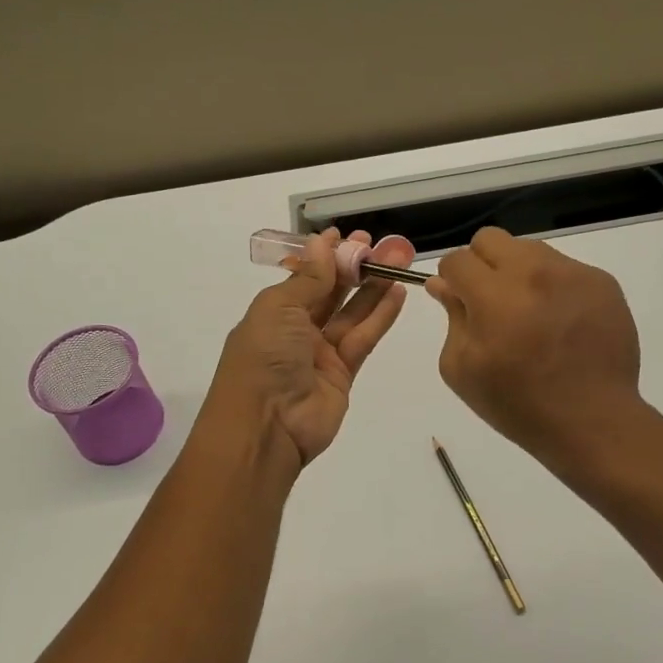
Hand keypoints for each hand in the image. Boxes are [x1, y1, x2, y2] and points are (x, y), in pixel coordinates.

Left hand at [205, 229, 416, 464]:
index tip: (348, 236)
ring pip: (352, 313)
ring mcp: (320, 353)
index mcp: (273, 311)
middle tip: (381, 245)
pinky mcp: (343, 374)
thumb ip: (309, 278)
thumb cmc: (264, 358)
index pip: (304, 276)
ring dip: (373, 287)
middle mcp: (296, 330)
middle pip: (331, 292)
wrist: (266, 427)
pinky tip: (398, 293)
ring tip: (398, 261)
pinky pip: (363, 338)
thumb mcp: (279, 309)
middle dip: (354, 267)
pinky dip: (380, 316)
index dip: (326, 256)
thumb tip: (323, 243)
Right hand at [427, 227, 644, 468]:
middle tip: (491, 301)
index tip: (460, 300)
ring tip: (530, 312)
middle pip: (490, 239)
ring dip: (518, 272)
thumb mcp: (463, 370)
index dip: (452, 279)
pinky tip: (560, 321)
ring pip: (529, 249)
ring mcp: (573, 273)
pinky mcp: (602, 281)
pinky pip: (564, 267)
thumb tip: (443, 285)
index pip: (457, 259)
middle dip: (481, 264)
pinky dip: (553, 286)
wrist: (593, 420)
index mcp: (495, 297)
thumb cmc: (518, 404)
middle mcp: (535, 273)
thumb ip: (451, 317)